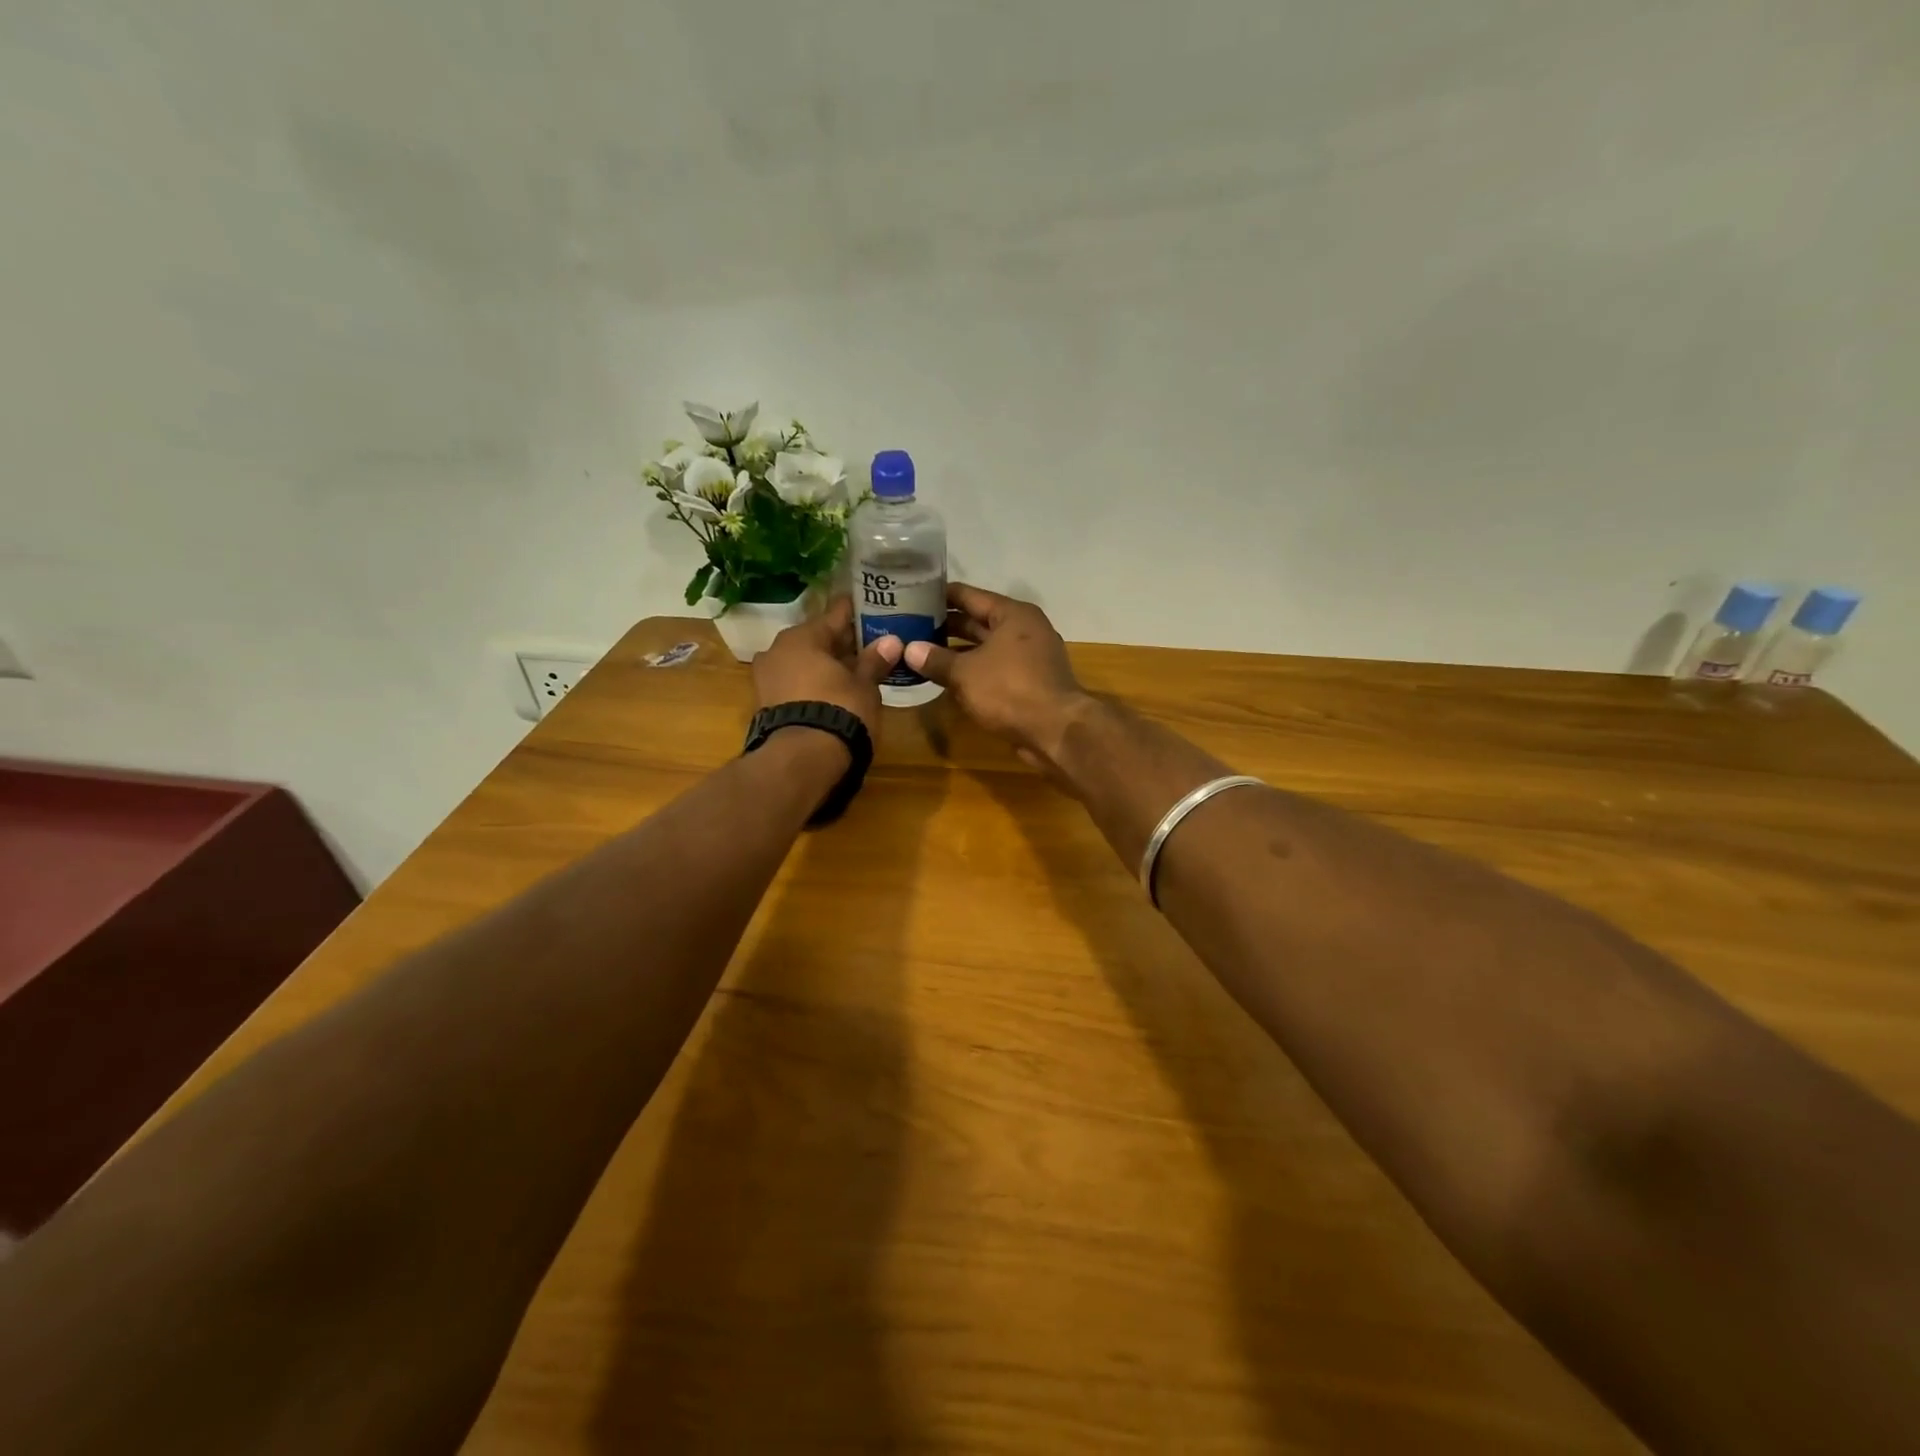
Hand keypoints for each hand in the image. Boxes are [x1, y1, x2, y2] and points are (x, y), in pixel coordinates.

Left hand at [752, 595, 901, 742]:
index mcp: (802, 637)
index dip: (853, 611)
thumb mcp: (864, 686)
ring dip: (825, 665)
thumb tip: (892, 641)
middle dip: (840, 643)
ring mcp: (766, 679)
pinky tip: (833, 692)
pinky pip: (795, 684)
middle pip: (815, 640)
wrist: (800, 760)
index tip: (866, 604)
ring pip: (803, 663)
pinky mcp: (766, 706)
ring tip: (853, 670)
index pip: (834, 615)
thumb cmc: (839, 711)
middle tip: (866, 642)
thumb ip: (875, 661)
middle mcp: (777, 651)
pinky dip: (812, 684)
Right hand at [904, 584, 1093, 768]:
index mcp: (1012, 614)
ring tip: (922, 652)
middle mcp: (1024, 629)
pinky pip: (994, 669)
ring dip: (957, 651)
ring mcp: (1030, 657)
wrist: (1056, 731)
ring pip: (986, 647)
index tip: (913, 595)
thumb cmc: (1009, 690)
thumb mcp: (965, 673)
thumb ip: (936, 660)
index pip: (969, 595)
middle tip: (910, 626)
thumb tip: (908, 649)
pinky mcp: (1030, 683)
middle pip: (978, 621)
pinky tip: (947, 678)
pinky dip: (973, 671)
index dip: (940, 595)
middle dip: (946, 625)